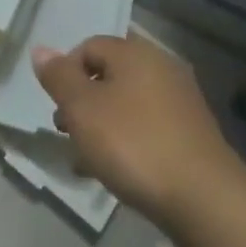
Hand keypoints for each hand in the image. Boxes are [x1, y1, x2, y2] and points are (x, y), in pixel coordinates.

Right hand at [34, 34, 240, 231]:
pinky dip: (128, 141)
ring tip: (87, 160)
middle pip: (109, 74)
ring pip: (128, 103)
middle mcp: (161, 66)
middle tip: (67, 133)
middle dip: (83, 102)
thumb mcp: (83, 109)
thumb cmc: (134, 144)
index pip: (88, 46)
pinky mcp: (193, 134)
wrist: (204, 199)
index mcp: (135, 52)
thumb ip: (59, 77)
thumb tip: (41, 49)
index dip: (66, 73)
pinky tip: (118, 172)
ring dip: (103, 125)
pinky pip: (148, 127)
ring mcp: (181, 101)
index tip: (58, 108)